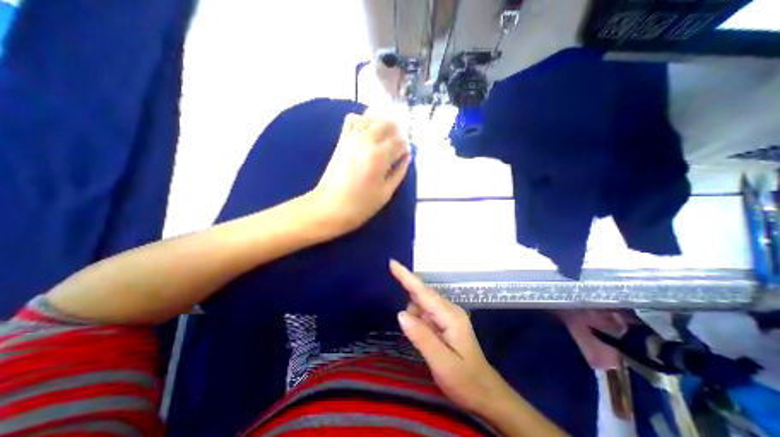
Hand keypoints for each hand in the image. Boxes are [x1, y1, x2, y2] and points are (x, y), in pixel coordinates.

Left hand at [311, 112, 409, 234]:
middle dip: (397, 131)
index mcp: (380, 157)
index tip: (405, 155)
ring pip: (370, 118)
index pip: (399, 141)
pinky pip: (352, 121)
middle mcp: (366, 142)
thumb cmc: (361, 205)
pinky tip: (367, 132)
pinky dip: (363, 121)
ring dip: (381, 123)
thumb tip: (407, 158)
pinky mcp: (341, 141)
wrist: (329, 207)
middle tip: (398, 144)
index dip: (405, 147)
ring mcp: (351, 139)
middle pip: (387, 123)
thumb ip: (399, 172)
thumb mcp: (386, 193)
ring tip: (385, 136)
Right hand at [388, 260, 515, 416]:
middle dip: (408, 298)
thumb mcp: (442, 363)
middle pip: (422, 295)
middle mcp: (449, 310)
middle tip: (407, 321)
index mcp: (450, 316)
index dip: (406, 276)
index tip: (392, 263)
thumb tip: (400, 313)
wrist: (487, 395)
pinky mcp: (445, 323)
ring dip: (414, 316)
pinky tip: (423, 338)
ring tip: (422, 343)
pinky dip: (418, 321)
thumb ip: (421, 337)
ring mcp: (448, 316)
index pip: (423, 292)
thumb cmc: (466, 382)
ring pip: (422, 305)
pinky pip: (426, 314)